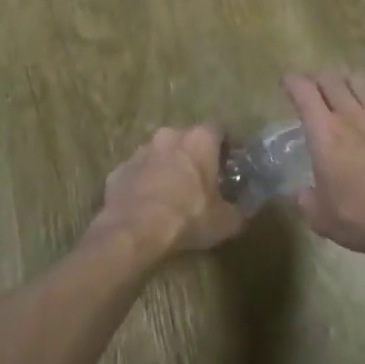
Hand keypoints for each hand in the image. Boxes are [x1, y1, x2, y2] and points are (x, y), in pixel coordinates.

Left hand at [91, 125, 245, 259]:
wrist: (133, 233)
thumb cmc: (187, 218)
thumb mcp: (226, 221)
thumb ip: (241, 209)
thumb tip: (246, 208)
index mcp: (199, 140)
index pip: (219, 130)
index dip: (226, 147)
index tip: (230, 165)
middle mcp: (169, 136)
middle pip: (187, 140)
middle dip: (195, 156)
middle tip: (202, 181)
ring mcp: (140, 152)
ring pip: (160, 154)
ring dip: (168, 168)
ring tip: (174, 194)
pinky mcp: (118, 170)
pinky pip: (138, 173)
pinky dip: (145, 183)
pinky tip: (148, 206)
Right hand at [282, 71, 364, 260]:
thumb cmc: (362, 219)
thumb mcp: (320, 218)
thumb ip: (306, 201)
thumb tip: (301, 194)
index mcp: (326, 134)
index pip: (304, 93)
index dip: (293, 82)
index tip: (287, 82)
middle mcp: (355, 118)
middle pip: (334, 81)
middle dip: (320, 77)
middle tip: (314, 85)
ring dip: (352, 81)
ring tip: (347, 85)